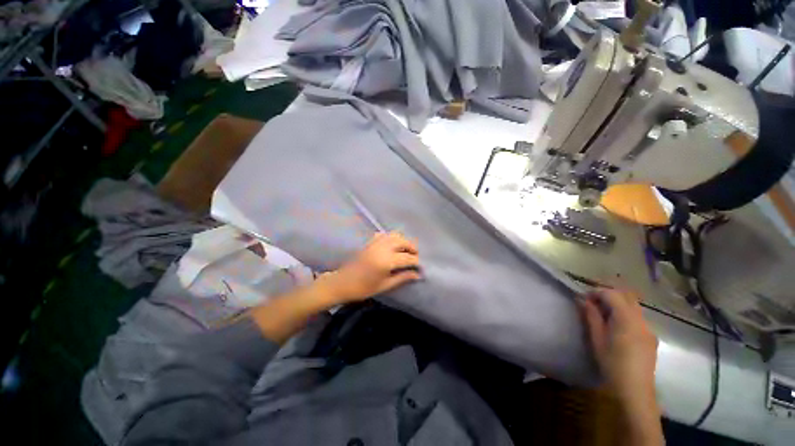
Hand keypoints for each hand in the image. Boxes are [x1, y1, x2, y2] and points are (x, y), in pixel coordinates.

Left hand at [321, 232, 421, 302]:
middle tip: (415, 257)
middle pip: (403, 241)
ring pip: (395, 235)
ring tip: (406, 251)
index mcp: (387, 261)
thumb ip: (403, 278)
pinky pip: (385, 234)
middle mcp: (383, 248)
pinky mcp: (370, 242)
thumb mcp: (385, 285)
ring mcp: (375, 243)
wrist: (342, 283)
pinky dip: (392, 238)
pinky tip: (393, 246)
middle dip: (413, 248)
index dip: (417, 262)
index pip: (408, 258)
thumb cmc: (363, 288)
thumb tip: (418, 275)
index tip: (421, 267)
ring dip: (403, 241)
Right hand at [579, 289, 658, 401]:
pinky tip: (616, 327)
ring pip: (633, 306)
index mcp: (627, 319)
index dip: (596, 292)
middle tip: (593, 302)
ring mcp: (649, 328)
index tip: (584, 298)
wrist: (635, 389)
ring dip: (617, 304)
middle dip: (608, 294)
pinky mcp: (651, 337)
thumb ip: (591, 316)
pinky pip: (638, 317)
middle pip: (626, 296)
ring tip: (603, 314)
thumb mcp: (597, 339)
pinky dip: (625, 314)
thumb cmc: (612, 363)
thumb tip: (583, 300)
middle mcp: (641, 320)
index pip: (612, 294)